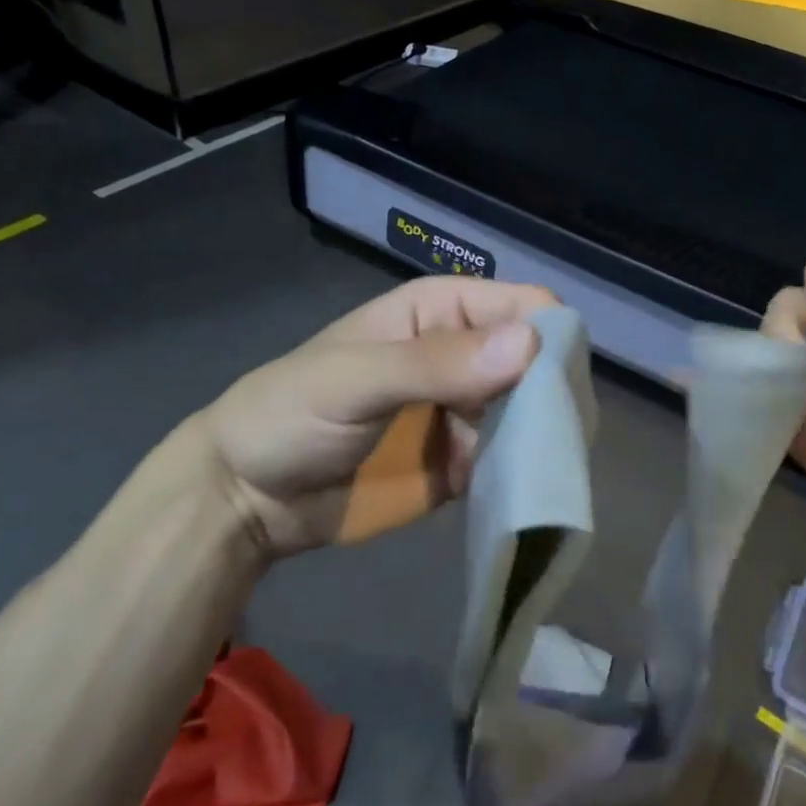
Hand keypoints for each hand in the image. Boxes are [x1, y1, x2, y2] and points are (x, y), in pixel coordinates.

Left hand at [198, 276, 557, 560]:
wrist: (245, 499)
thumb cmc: (288, 414)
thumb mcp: (354, 379)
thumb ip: (435, 363)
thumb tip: (530, 346)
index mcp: (441, 312)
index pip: (520, 306)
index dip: (546, 336)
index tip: (555, 384)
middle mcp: (465, 355)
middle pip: (537, 360)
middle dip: (553, 393)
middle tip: (560, 435)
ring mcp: (467, 412)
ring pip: (532, 412)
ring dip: (543, 437)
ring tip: (547, 467)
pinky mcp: (464, 463)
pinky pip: (510, 460)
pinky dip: (522, 473)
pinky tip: (524, 491)